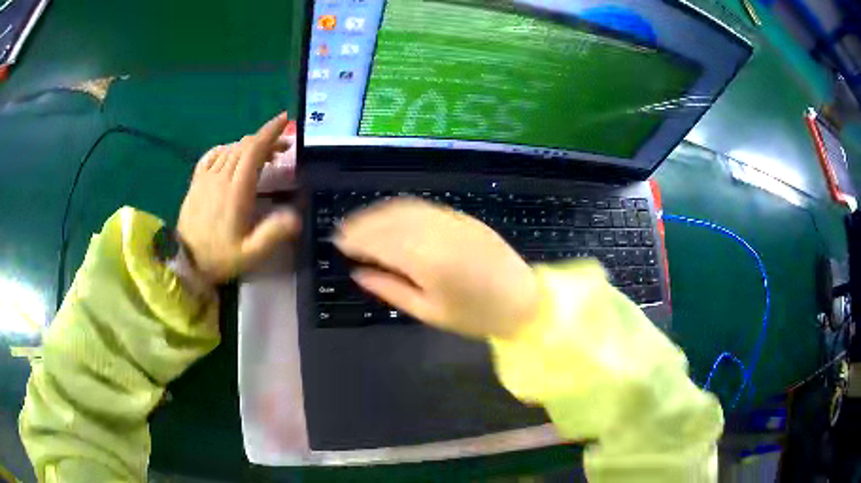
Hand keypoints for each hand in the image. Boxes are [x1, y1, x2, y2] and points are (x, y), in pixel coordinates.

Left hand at [178, 113, 300, 283]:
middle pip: (244, 146)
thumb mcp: (250, 253)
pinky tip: (232, 155)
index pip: (253, 150)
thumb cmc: (219, 257)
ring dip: (249, 145)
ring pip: (230, 149)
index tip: (284, 120)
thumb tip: (296, 215)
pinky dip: (227, 149)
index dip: (269, 132)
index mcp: (236, 190)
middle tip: (283, 147)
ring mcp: (206, 178)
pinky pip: (212, 155)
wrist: (185, 262)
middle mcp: (220, 177)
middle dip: (266, 140)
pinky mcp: (197, 182)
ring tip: (264, 154)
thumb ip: (273, 234)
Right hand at [334, 199, 539, 339]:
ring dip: (378, 213)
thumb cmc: (475, 316)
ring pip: (405, 209)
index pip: (380, 242)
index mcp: (426, 261)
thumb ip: (390, 290)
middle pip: (389, 221)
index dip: (356, 241)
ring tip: (360, 222)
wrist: (523, 300)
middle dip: (362, 224)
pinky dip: (401, 208)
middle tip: (342, 231)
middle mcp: (436, 233)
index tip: (337, 242)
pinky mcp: (463, 217)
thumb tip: (358, 274)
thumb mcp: (429, 312)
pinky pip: (425, 207)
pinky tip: (391, 216)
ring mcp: (452, 221)